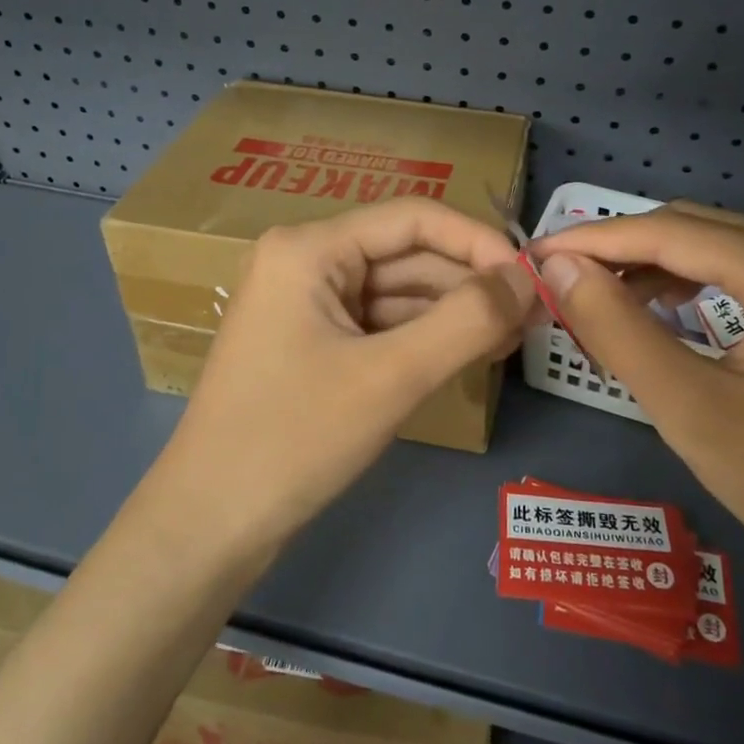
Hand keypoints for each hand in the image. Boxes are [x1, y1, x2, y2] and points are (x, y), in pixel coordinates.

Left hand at [144, 199, 535, 562]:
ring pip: (398, 291)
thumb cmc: (294, 439)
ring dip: (454, 311)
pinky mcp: (313, 340)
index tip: (532, 278)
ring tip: (514, 338)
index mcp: (309, 248)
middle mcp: (305, 260)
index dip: (478, 241)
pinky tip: (470, 353)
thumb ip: (467, 320)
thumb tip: (528, 278)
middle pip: (406, 254)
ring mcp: (306, 302)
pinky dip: (425, 336)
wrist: (209, 526)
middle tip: (534, 317)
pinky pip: (380, 323)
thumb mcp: (391, 376)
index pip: (412, 218)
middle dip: (470, 283)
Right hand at [527, 203, 743, 616]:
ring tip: (600, 298)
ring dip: (656, 265)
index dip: (595, 240)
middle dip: (623, 250)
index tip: (535, 255)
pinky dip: (695, 282)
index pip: (672, 232)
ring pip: (721, 245)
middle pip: (697, 228)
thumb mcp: (691, 411)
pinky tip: (662, 309)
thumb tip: (558, 268)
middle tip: (559, 280)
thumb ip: (616, 329)